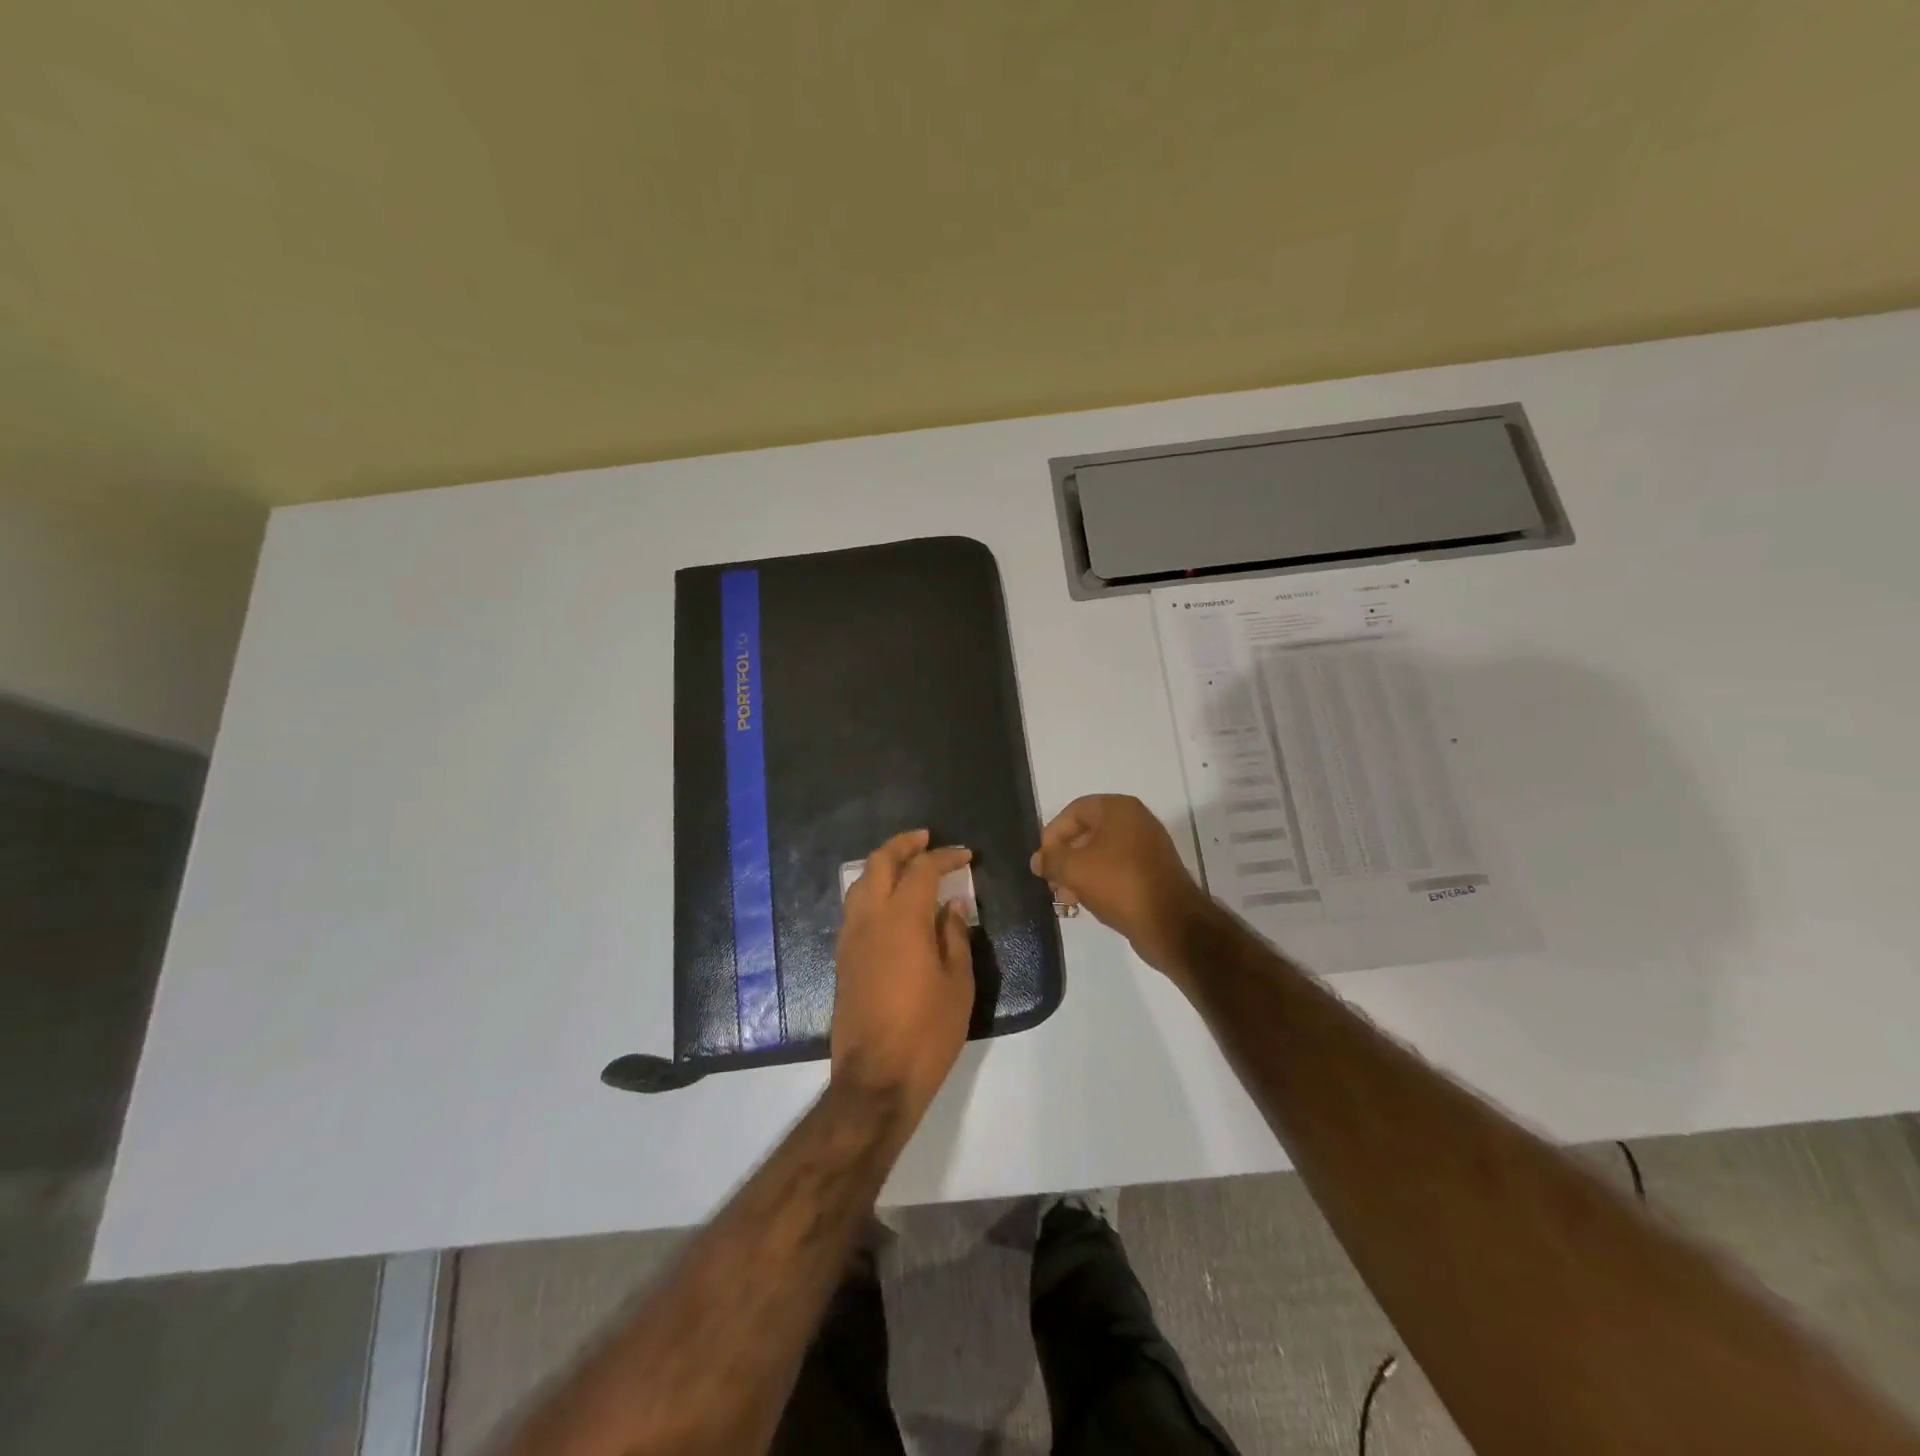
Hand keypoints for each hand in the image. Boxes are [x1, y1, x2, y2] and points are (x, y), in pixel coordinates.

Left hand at [831, 830, 975, 1125]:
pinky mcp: (842, 958)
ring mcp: (850, 938)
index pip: (922, 869)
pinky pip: (854, 908)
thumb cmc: (927, 1032)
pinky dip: (872, 891)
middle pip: (879, 862)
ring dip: (882, 865)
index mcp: (902, 919)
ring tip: (906, 866)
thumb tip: (951, 906)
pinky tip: (890, 905)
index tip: (964, 855)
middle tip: (925, 839)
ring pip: (859, 882)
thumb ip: (954, 936)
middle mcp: (870, 919)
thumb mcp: (957, 984)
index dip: (944, 856)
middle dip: (903, 844)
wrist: (876, 1079)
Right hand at [1030, 795, 1212, 979]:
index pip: (1074, 811)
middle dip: (1065, 858)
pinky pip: (1118, 870)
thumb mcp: (1074, 869)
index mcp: (1119, 809)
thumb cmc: (1119, 884)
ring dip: (1079, 873)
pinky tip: (1087, 902)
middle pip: (1087, 833)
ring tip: (1066, 898)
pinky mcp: (1154, 873)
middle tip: (1051, 882)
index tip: (1042, 861)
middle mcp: (1136, 822)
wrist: (1172, 924)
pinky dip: (1099, 882)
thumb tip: (1038, 860)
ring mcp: (1148, 848)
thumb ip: (1051, 860)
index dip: (1052, 834)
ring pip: (1102, 854)